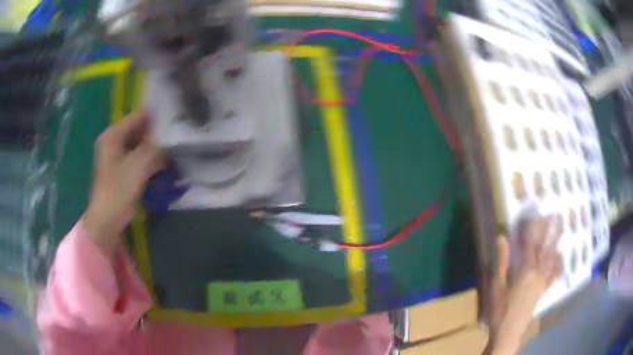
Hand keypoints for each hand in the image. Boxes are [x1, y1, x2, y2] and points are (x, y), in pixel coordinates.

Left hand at [84, 112, 164, 254]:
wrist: (106, 221)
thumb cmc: (118, 189)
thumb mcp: (139, 165)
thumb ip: (156, 148)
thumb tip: (172, 139)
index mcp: (113, 134)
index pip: (138, 116)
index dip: (157, 118)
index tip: (176, 122)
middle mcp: (114, 141)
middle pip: (139, 130)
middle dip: (157, 135)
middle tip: (178, 138)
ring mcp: (117, 157)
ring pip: (140, 145)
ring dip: (155, 149)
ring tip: (174, 151)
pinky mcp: (121, 171)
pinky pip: (138, 158)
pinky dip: (150, 160)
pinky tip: (164, 165)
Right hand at [487, 216, 562, 354]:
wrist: (508, 331)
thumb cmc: (500, 308)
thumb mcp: (496, 286)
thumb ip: (501, 261)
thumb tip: (502, 238)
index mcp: (524, 270)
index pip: (531, 244)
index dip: (534, 228)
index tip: (537, 213)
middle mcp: (537, 272)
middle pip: (545, 248)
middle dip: (551, 230)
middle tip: (557, 214)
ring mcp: (543, 281)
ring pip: (552, 258)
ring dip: (557, 242)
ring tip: (562, 229)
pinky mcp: (544, 290)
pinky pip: (554, 275)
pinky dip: (559, 265)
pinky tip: (562, 257)